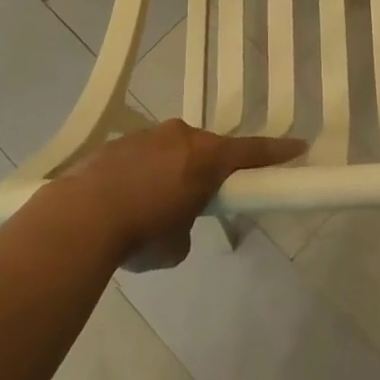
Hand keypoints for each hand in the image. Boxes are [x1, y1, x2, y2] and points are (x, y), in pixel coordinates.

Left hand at [63, 120, 305, 268]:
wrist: (80, 217)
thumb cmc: (141, 233)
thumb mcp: (176, 245)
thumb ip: (186, 226)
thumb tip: (174, 222)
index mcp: (205, 158)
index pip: (252, 152)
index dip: (277, 152)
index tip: (299, 145)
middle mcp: (180, 136)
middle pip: (206, 149)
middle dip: (206, 170)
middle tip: (197, 199)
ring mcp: (147, 134)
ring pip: (171, 150)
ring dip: (170, 171)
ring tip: (150, 207)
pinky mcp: (118, 142)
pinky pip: (142, 155)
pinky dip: (142, 174)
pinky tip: (123, 201)